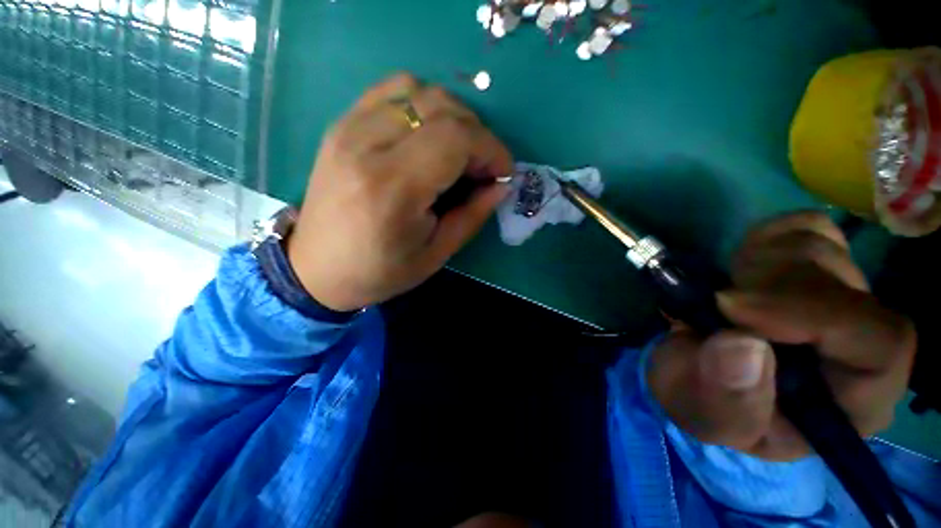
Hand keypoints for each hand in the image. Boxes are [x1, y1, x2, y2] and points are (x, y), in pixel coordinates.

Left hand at [287, 74, 513, 310]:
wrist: (316, 269)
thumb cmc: (379, 272)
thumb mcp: (435, 255)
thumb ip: (472, 215)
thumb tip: (502, 184)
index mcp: (392, 188)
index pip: (455, 138)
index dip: (491, 149)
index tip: (503, 173)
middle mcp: (366, 146)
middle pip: (440, 107)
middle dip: (477, 134)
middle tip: (483, 167)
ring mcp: (348, 129)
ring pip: (418, 89)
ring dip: (452, 116)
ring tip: (458, 150)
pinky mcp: (341, 125)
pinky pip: (391, 91)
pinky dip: (421, 104)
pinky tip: (427, 135)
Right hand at [648, 212, 915, 460]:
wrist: (691, 372)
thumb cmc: (704, 403)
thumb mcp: (707, 416)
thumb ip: (727, 398)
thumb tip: (743, 345)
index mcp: (853, 399)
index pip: (882, 343)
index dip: (816, 314)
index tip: (732, 306)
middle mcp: (860, 343)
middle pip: (844, 283)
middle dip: (767, 286)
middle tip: (715, 304)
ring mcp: (839, 296)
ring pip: (820, 247)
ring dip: (755, 265)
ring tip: (721, 297)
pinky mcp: (812, 264)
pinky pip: (802, 226)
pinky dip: (763, 240)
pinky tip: (740, 271)